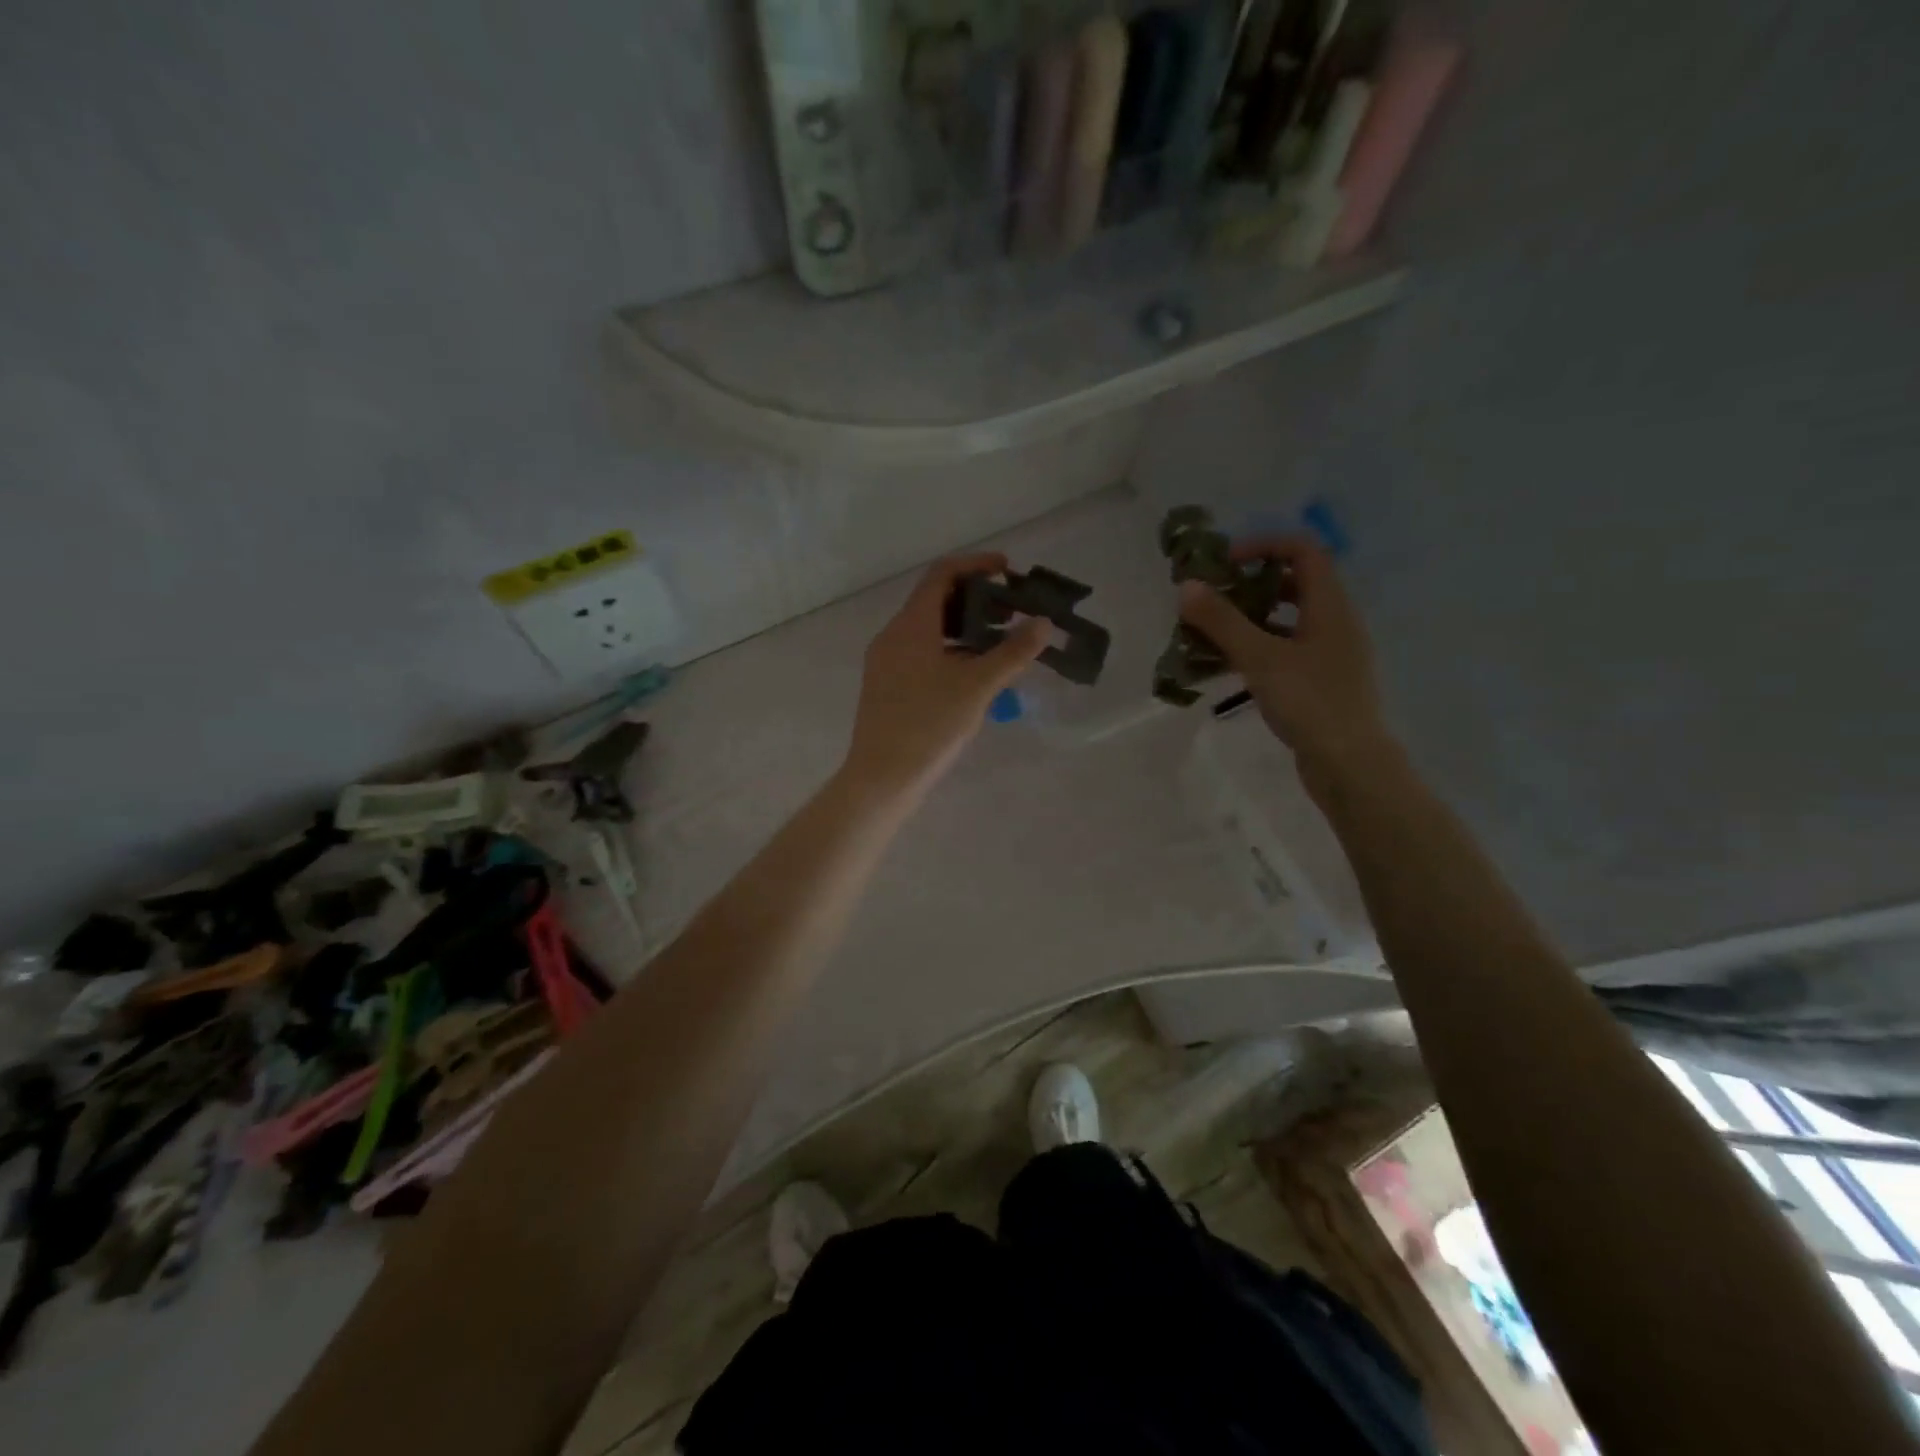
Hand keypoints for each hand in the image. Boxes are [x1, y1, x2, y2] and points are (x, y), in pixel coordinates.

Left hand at [842, 553, 1048, 802]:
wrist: (882, 778)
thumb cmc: (929, 726)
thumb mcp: (977, 687)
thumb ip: (1013, 652)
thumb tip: (1043, 624)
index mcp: (911, 625)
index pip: (942, 574)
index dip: (977, 565)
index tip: (1009, 571)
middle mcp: (893, 636)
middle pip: (935, 600)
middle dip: (976, 599)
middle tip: (1012, 612)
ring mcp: (886, 662)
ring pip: (929, 629)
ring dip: (964, 627)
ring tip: (999, 643)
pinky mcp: (887, 686)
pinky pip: (921, 652)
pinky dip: (950, 650)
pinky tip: (974, 673)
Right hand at [1178, 535, 1393, 773]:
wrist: (1349, 763)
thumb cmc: (1309, 702)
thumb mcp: (1259, 658)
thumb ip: (1222, 621)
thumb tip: (1187, 586)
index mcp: (1330, 605)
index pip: (1303, 549)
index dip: (1263, 545)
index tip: (1224, 564)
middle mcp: (1335, 621)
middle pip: (1295, 582)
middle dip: (1251, 583)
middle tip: (1213, 597)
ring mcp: (1330, 652)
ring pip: (1288, 618)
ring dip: (1250, 618)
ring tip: (1211, 632)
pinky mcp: (1321, 680)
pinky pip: (1287, 648)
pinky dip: (1258, 647)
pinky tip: (1228, 665)